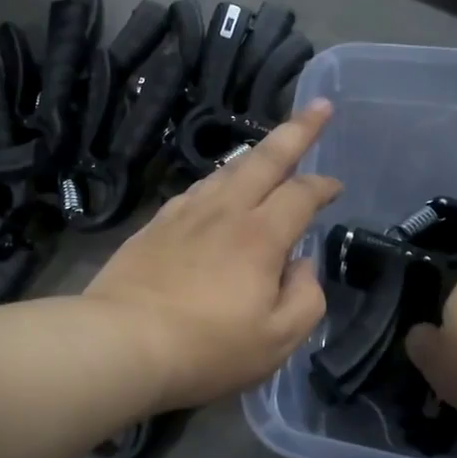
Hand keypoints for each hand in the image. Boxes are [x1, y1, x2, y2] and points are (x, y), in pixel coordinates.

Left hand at [85, 101, 341, 410]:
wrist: (121, 343)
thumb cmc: (206, 349)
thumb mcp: (276, 341)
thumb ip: (305, 298)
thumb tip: (301, 265)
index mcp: (260, 236)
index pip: (301, 194)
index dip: (323, 185)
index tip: (335, 185)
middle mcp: (224, 212)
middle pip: (265, 159)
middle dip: (296, 131)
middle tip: (318, 108)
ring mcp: (184, 215)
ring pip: (225, 171)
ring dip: (253, 156)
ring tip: (267, 150)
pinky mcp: (153, 226)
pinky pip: (194, 191)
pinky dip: (216, 182)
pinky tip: (215, 190)